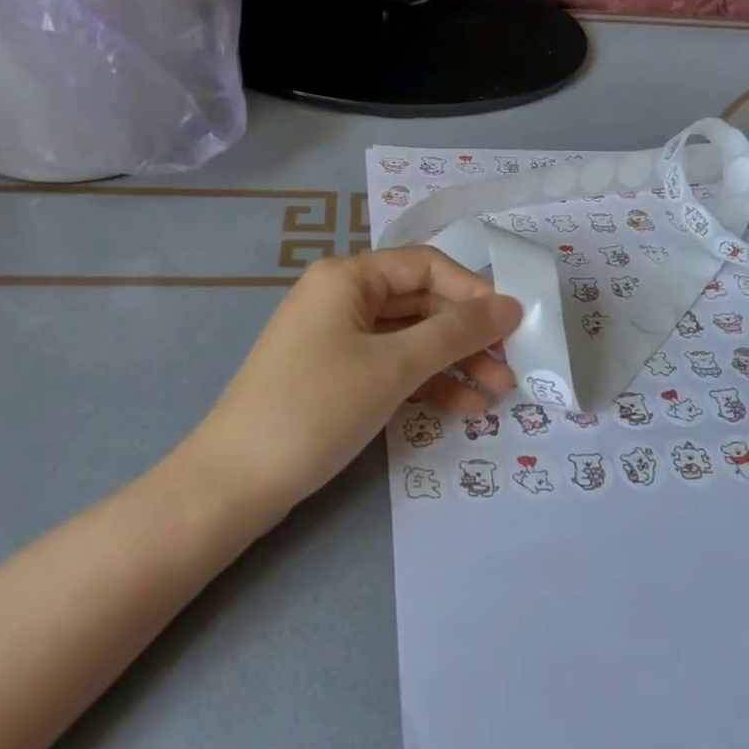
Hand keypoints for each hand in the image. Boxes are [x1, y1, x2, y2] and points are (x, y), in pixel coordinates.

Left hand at [193, 248, 522, 516]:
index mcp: (348, 276)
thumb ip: (456, 333)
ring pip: (409, 338)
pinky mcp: (334, 374)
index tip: (514, 327)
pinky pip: (390, 366)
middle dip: (467, 336)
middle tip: (511, 368)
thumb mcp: (394, 367)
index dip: (474, 293)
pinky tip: (462, 407)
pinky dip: (425, 382)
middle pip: (420, 303)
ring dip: (453, 363)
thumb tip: (510, 305)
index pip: (427, 266)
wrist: (234, 482)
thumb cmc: (317, 408)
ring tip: (497, 393)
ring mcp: (335, 337)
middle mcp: (341, 296)